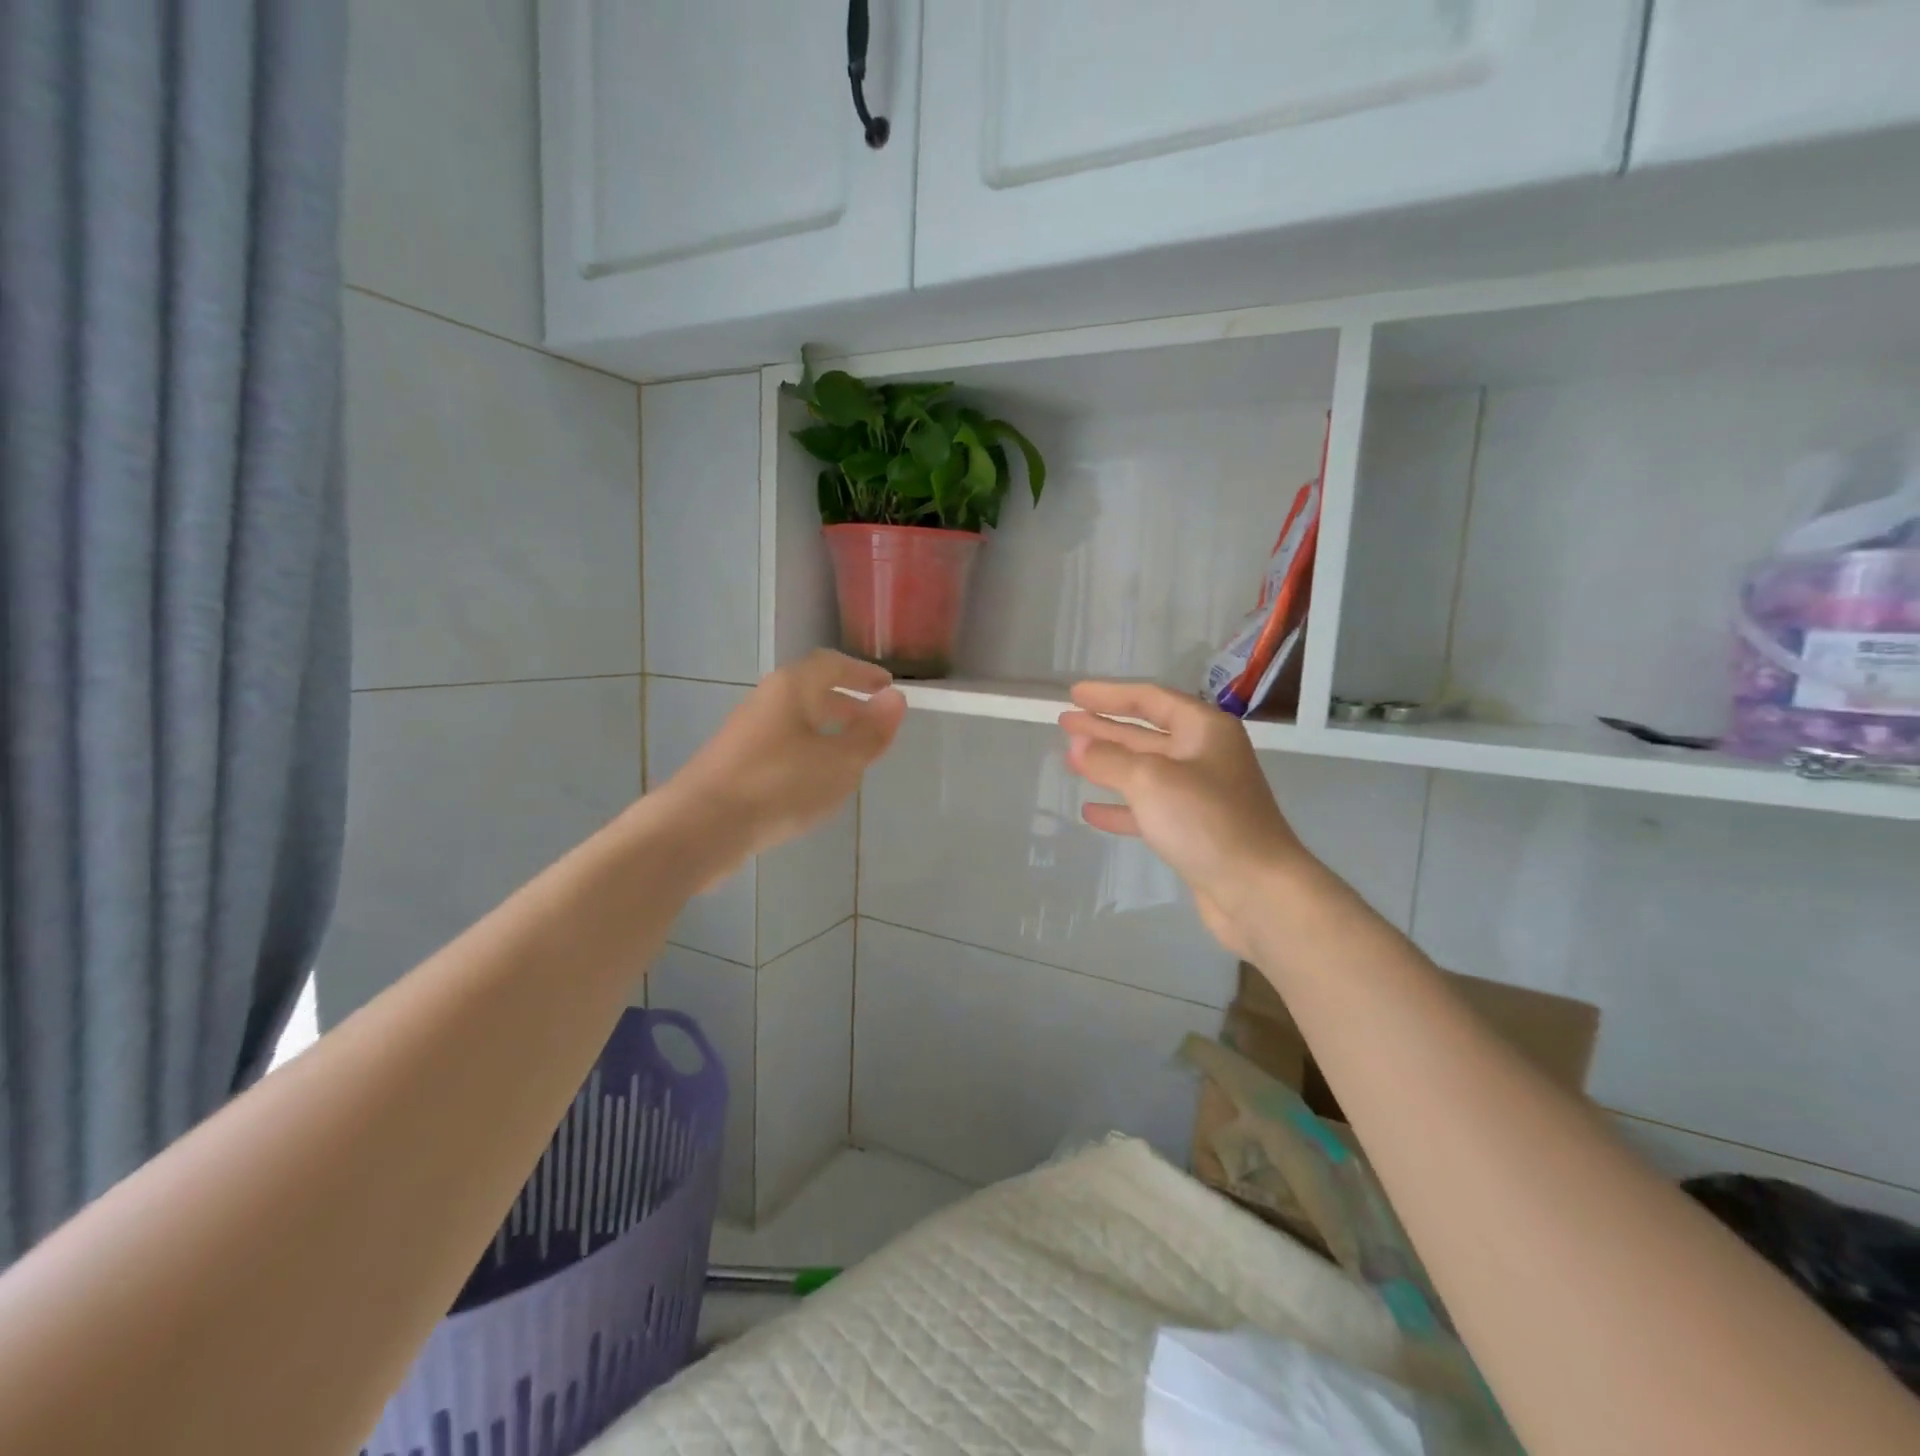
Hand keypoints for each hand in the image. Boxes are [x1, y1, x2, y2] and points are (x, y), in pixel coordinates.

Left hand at [663, 651, 905, 872]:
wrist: (700, 827)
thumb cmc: (778, 785)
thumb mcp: (839, 762)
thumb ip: (870, 732)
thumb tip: (895, 699)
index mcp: (791, 688)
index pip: (831, 665)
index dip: (862, 673)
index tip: (887, 686)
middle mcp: (766, 702)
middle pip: (811, 693)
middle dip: (846, 705)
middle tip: (874, 723)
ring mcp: (747, 734)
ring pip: (796, 724)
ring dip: (827, 733)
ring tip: (852, 758)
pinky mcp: (736, 765)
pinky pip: (782, 749)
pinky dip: (808, 755)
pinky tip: (816, 785)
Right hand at [1059, 682, 1310, 958]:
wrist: (1257, 890)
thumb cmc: (1206, 821)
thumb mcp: (1150, 780)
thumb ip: (1109, 759)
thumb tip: (1077, 745)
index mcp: (1203, 730)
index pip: (1149, 699)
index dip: (1109, 694)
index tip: (1074, 693)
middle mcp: (1204, 755)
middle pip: (1145, 733)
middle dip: (1104, 727)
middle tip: (1066, 722)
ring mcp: (1200, 795)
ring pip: (1144, 771)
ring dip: (1108, 765)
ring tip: (1069, 760)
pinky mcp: (1194, 830)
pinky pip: (1149, 809)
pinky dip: (1121, 808)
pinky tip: (1091, 811)